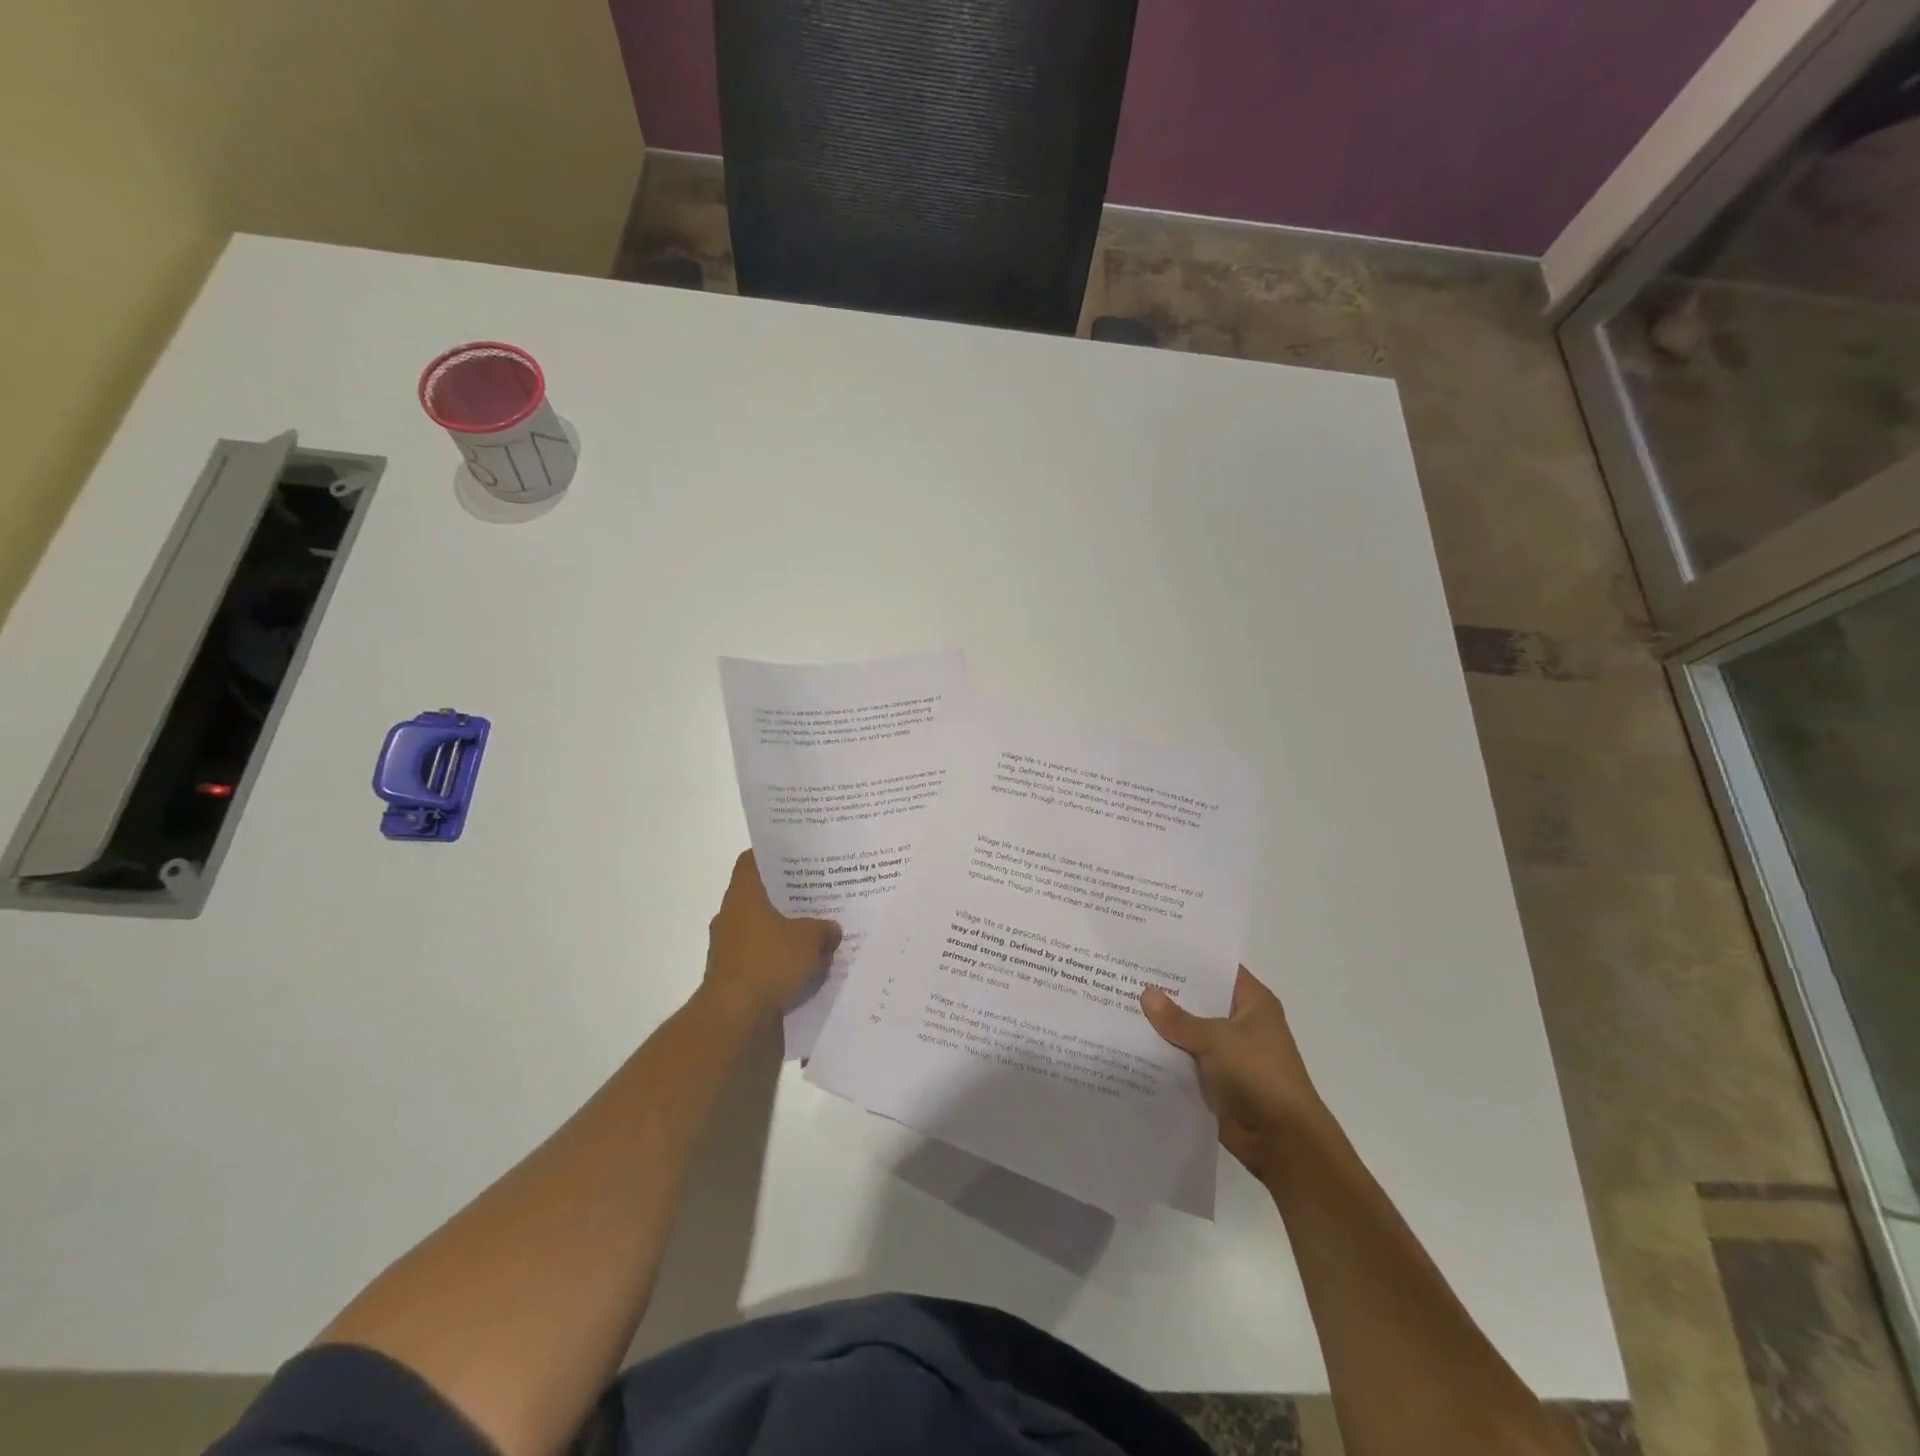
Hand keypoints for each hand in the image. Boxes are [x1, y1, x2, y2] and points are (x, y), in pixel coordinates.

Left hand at [703, 851, 840, 1021]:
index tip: (798, 857)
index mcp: (743, 894)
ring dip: (783, 928)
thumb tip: (832, 929)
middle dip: (787, 895)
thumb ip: (824, 929)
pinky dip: (777, 955)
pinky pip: (759, 953)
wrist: (734, 1016)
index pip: (753, 860)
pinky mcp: (732, 972)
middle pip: (760, 894)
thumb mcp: (810, 940)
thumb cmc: (769, 962)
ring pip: (760, 925)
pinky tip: (803, 961)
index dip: (774, 855)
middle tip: (817, 893)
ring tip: (815, 929)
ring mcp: (728, 944)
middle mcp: (730, 913)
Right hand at [1141, 968, 1323, 1178]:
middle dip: (1167, 992)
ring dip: (1163, 1025)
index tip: (1152, 949)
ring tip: (1119, 1003)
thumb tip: (1146, 994)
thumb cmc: (1259, 1075)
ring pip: (1189, 1031)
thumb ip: (1179, 1019)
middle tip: (1127, 974)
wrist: (1282, 1141)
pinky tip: (1131, 1042)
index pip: (1217, 969)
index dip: (1187, 958)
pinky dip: (1165, 1054)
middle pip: (1199, 1000)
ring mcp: (1228, 1052)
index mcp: (1253, 1002)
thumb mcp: (1217, 1039)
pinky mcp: (1216, 1079)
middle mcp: (1241, 1022)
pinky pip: (1185, 1059)